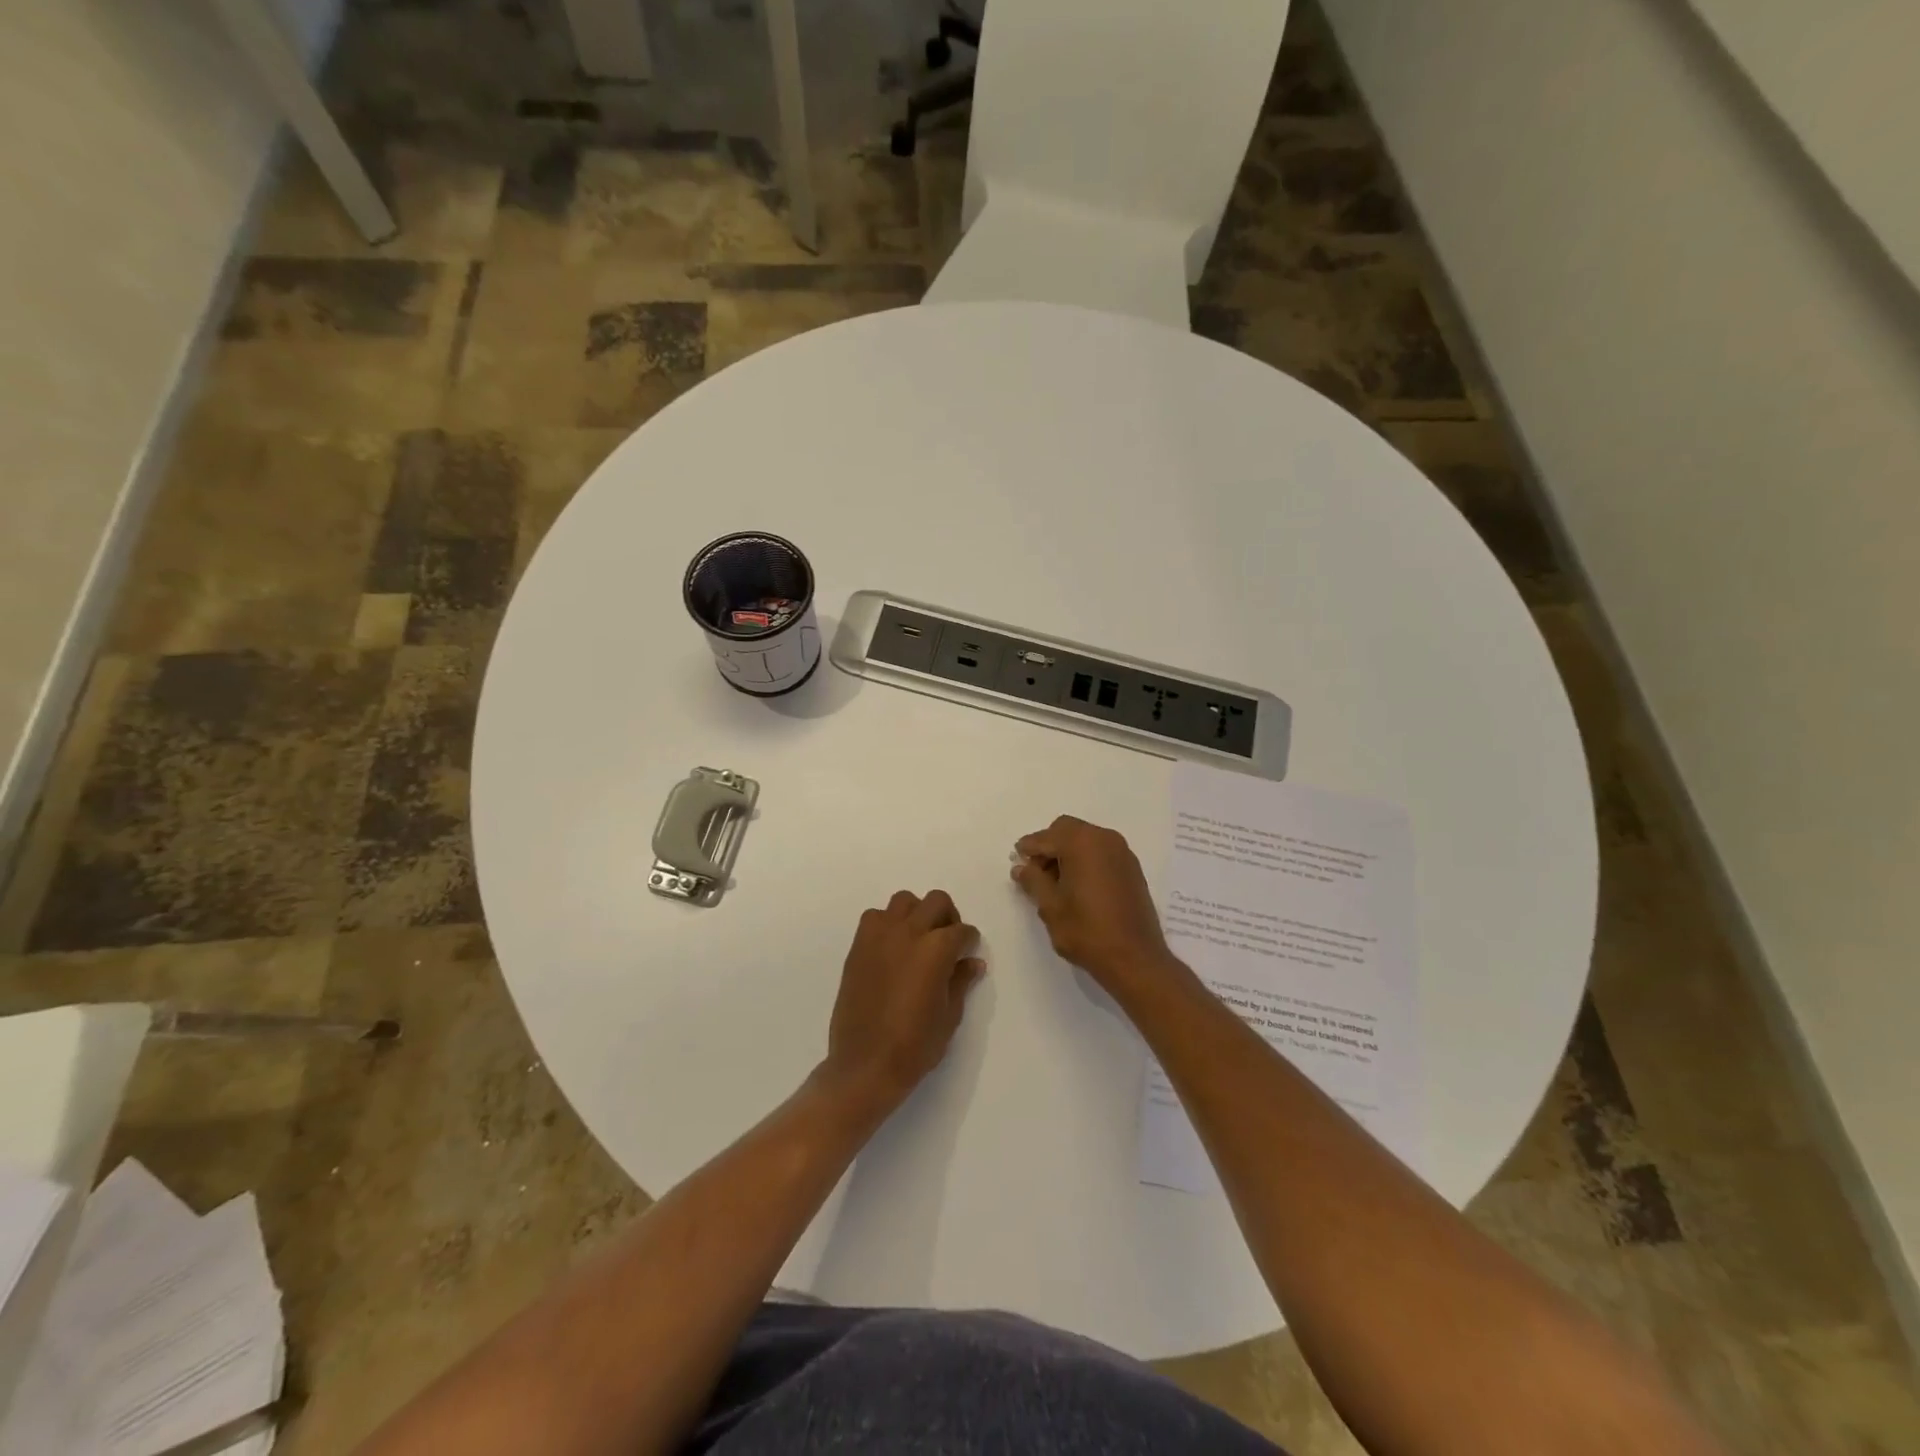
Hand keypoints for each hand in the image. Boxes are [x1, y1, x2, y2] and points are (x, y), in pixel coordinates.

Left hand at [821, 890, 984, 1114]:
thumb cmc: (914, 1046)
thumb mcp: (949, 1016)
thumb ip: (961, 981)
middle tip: (948, 942)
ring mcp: (879, 936)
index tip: (969, 952)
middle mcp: (909, 933)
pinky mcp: (858, 946)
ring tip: (919, 940)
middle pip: (936, 902)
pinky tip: (892, 949)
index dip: (969, 941)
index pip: (962, 931)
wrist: (865, 1065)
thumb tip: (973, 962)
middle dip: (948, 917)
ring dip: (917, 913)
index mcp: (936, 950)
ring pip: (904, 901)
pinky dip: (888, 923)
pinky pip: (875, 917)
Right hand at [1011, 816, 1175, 991]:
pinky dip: (1085, 860)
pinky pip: (1101, 852)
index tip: (1016, 861)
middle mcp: (1104, 839)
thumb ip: (1033, 880)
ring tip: (1055, 883)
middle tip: (1036, 873)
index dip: (1028, 849)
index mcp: (1081, 843)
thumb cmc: (1087, 931)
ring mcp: (1122, 852)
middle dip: (1049, 846)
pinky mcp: (1132, 868)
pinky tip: (1078, 886)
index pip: (1046, 837)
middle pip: (1067, 830)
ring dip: (1067, 852)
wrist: (1135, 958)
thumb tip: (1021, 867)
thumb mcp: (1050, 906)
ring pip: (1086, 839)